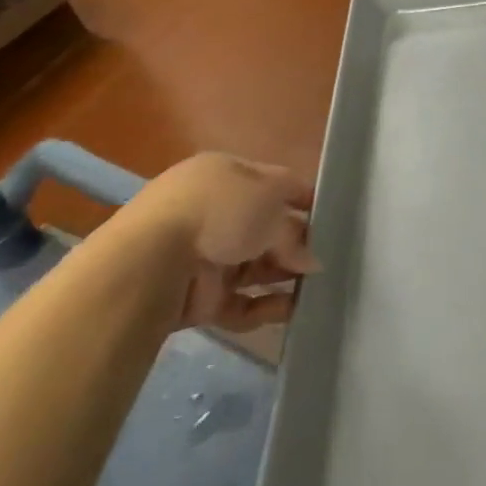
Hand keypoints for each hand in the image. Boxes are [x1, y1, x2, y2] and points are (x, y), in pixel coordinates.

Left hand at [137, 153, 317, 329]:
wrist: (152, 263)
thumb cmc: (218, 212)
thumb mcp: (271, 203)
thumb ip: (298, 230)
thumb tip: (311, 261)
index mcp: (226, 175)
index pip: (275, 183)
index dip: (304, 198)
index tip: (333, 217)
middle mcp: (215, 212)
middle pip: (268, 227)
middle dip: (298, 243)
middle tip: (329, 257)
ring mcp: (206, 255)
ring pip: (257, 266)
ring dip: (286, 276)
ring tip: (319, 287)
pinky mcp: (200, 297)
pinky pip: (242, 302)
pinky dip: (266, 307)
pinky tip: (293, 310)